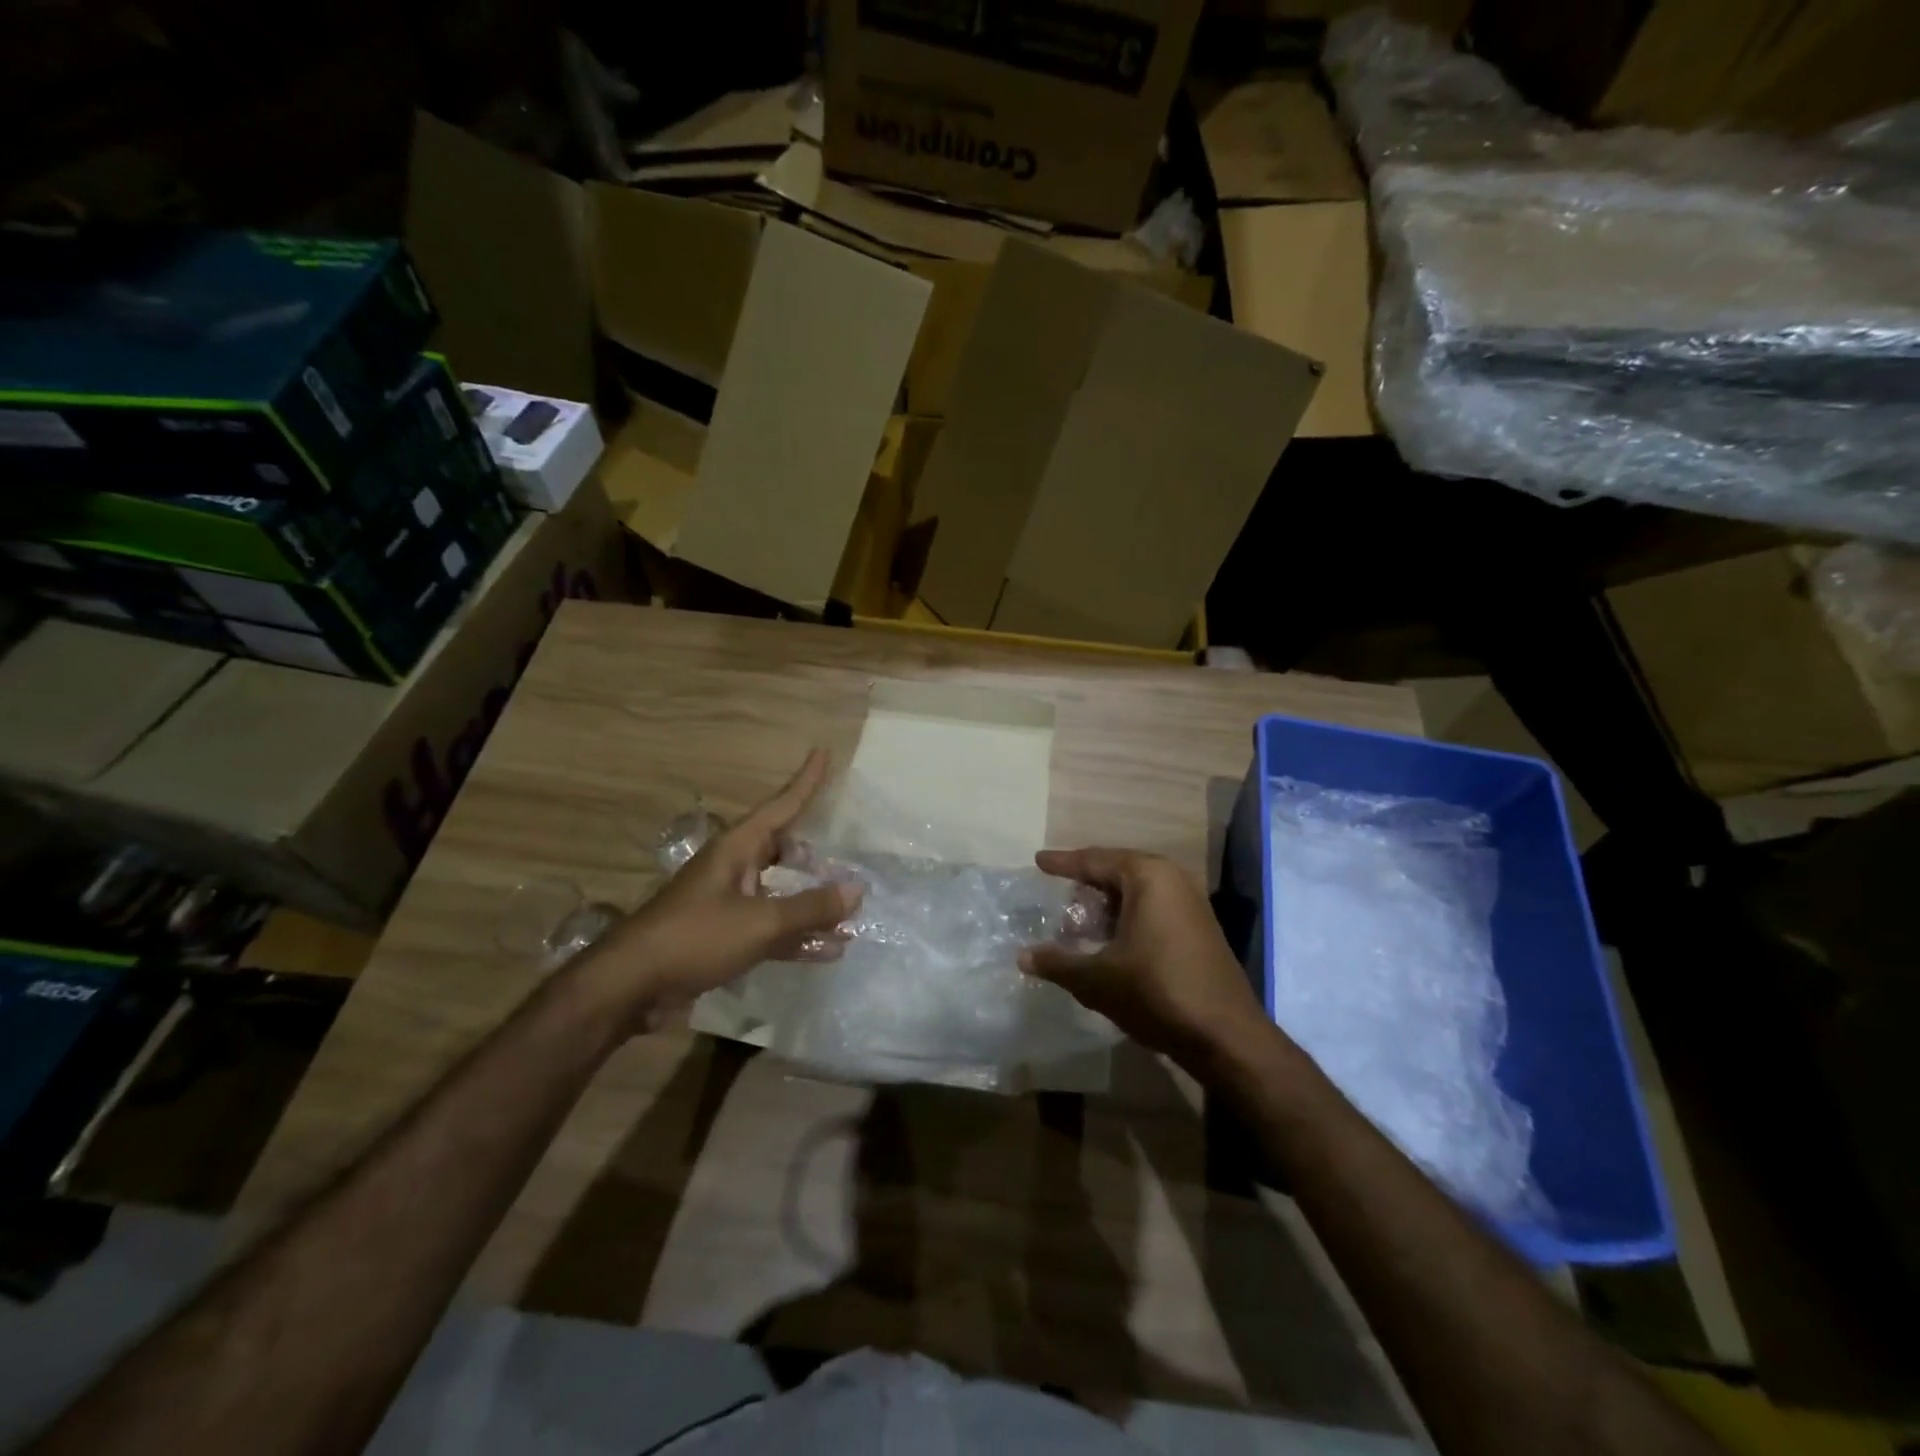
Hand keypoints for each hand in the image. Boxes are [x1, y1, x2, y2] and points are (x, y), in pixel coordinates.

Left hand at [585, 750, 861, 1024]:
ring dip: (812, 903)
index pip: (781, 805)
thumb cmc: (695, 937)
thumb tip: (857, 889)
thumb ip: (810, 907)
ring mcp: (729, 903)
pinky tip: (829, 950)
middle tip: (847, 860)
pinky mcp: (726, 937)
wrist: (632, 985)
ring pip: (781, 892)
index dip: (806, 781)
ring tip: (851, 913)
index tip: (823, 751)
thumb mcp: (760, 921)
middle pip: (783, 850)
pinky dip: (798, 935)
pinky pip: (772, 927)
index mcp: (737, 848)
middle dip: (814, 855)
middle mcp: (735, 868)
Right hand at [1020, 848, 1267, 1065]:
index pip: (1095, 860)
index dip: (1063, 863)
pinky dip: (1126, 920)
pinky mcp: (1199, 930)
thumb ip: (1057, 963)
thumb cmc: (1156, 992)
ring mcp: (1191, 904)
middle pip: (1117, 873)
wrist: (1225, 1036)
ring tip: (1077, 926)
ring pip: (1136, 894)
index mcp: (1147, 876)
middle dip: (1085, 886)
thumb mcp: (1097, 979)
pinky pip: (1153, 910)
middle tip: (1056, 897)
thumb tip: (1022, 956)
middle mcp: (1172, 880)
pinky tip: (1109, 945)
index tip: (1038, 861)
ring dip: (1106, 908)